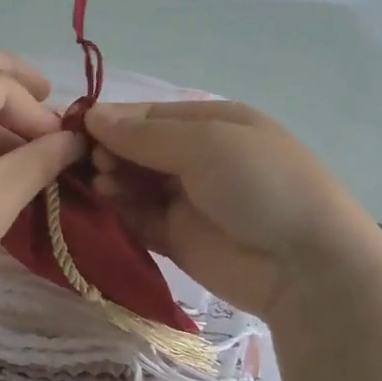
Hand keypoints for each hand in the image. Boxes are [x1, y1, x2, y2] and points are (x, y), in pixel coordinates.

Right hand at [83, 100, 373, 317]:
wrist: (306, 265)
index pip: (148, 115)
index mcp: (211, 123)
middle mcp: (197, 157)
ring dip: (112, 180)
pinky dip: (119, 211)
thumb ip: (144, 134)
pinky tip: (105, 206)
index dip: (112, 120)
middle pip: (138, 148)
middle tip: (93, 163)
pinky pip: (138, 218)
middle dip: (110, 151)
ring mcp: (187, 199)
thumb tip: (92, 115)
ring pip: (134, 183)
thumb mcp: (205, 143)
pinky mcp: (177, 239)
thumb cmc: (260, 184)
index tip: (76, 128)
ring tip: (101, 185)